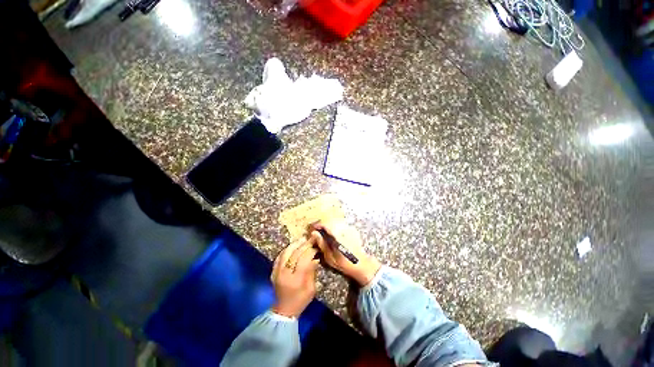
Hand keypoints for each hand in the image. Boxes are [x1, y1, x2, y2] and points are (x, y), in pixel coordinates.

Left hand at [270, 233, 320, 317]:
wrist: (284, 310)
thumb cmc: (301, 301)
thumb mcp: (311, 289)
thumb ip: (312, 272)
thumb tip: (315, 257)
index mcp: (295, 280)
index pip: (303, 260)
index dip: (311, 251)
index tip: (316, 246)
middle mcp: (284, 274)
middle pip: (295, 254)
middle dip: (304, 245)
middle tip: (311, 239)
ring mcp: (277, 272)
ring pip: (285, 253)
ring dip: (294, 244)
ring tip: (302, 239)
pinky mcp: (273, 271)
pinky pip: (279, 256)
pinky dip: (287, 249)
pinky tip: (293, 246)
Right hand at [311, 221, 380, 286]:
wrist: (361, 264)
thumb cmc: (344, 263)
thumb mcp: (329, 257)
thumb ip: (321, 243)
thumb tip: (314, 233)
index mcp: (338, 235)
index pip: (325, 224)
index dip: (317, 224)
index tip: (312, 228)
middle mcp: (344, 229)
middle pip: (330, 220)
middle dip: (322, 223)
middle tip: (316, 229)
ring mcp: (349, 228)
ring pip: (336, 220)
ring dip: (328, 223)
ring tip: (323, 230)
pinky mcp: (352, 229)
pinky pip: (341, 223)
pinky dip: (335, 225)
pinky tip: (333, 232)